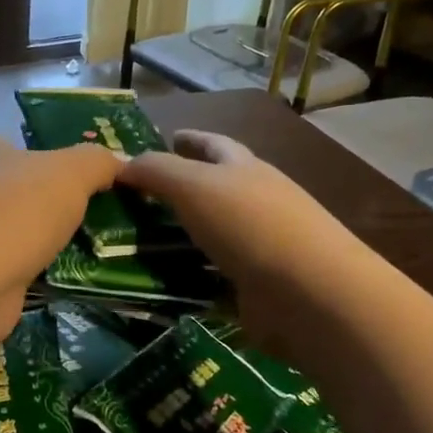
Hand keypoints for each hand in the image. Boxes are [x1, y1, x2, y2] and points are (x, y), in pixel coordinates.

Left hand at [0, 133, 120, 345]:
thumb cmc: (17, 212)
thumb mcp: (72, 173)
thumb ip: (98, 162)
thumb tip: (119, 165)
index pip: (16, 143)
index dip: (48, 155)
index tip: (84, 177)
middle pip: (19, 187)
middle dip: (52, 201)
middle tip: (99, 213)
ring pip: (18, 227)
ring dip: (46, 237)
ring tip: (93, 246)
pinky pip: (15, 262)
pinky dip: (37, 267)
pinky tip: (67, 274)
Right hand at [117, 130, 362, 354]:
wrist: (310, 293)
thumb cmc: (250, 225)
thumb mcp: (194, 185)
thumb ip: (157, 170)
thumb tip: (122, 164)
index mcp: (244, 169)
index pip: (212, 144)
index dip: (189, 139)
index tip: (166, 138)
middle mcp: (254, 202)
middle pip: (212, 189)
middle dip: (180, 189)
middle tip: (136, 198)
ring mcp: (257, 246)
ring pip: (208, 235)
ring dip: (178, 237)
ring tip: (134, 243)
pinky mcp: (254, 287)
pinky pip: (210, 276)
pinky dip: (186, 278)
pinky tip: (158, 283)